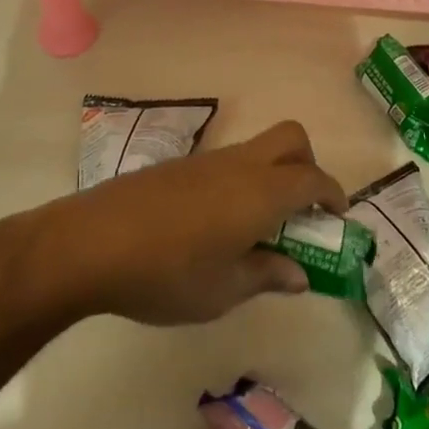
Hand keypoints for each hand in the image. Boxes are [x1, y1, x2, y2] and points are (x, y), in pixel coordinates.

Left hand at [53, 121, 348, 325]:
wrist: (91, 243)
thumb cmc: (166, 273)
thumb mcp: (223, 290)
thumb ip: (267, 276)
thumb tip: (299, 274)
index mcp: (261, 192)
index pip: (313, 179)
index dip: (333, 194)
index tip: (337, 216)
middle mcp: (241, 165)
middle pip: (291, 138)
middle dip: (308, 165)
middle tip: (302, 208)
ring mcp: (208, 160)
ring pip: (258, 149)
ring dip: (272, 174)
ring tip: (256, 227)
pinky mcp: (180, 165)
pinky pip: (228, 162)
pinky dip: (241, 181)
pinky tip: (214, 224)